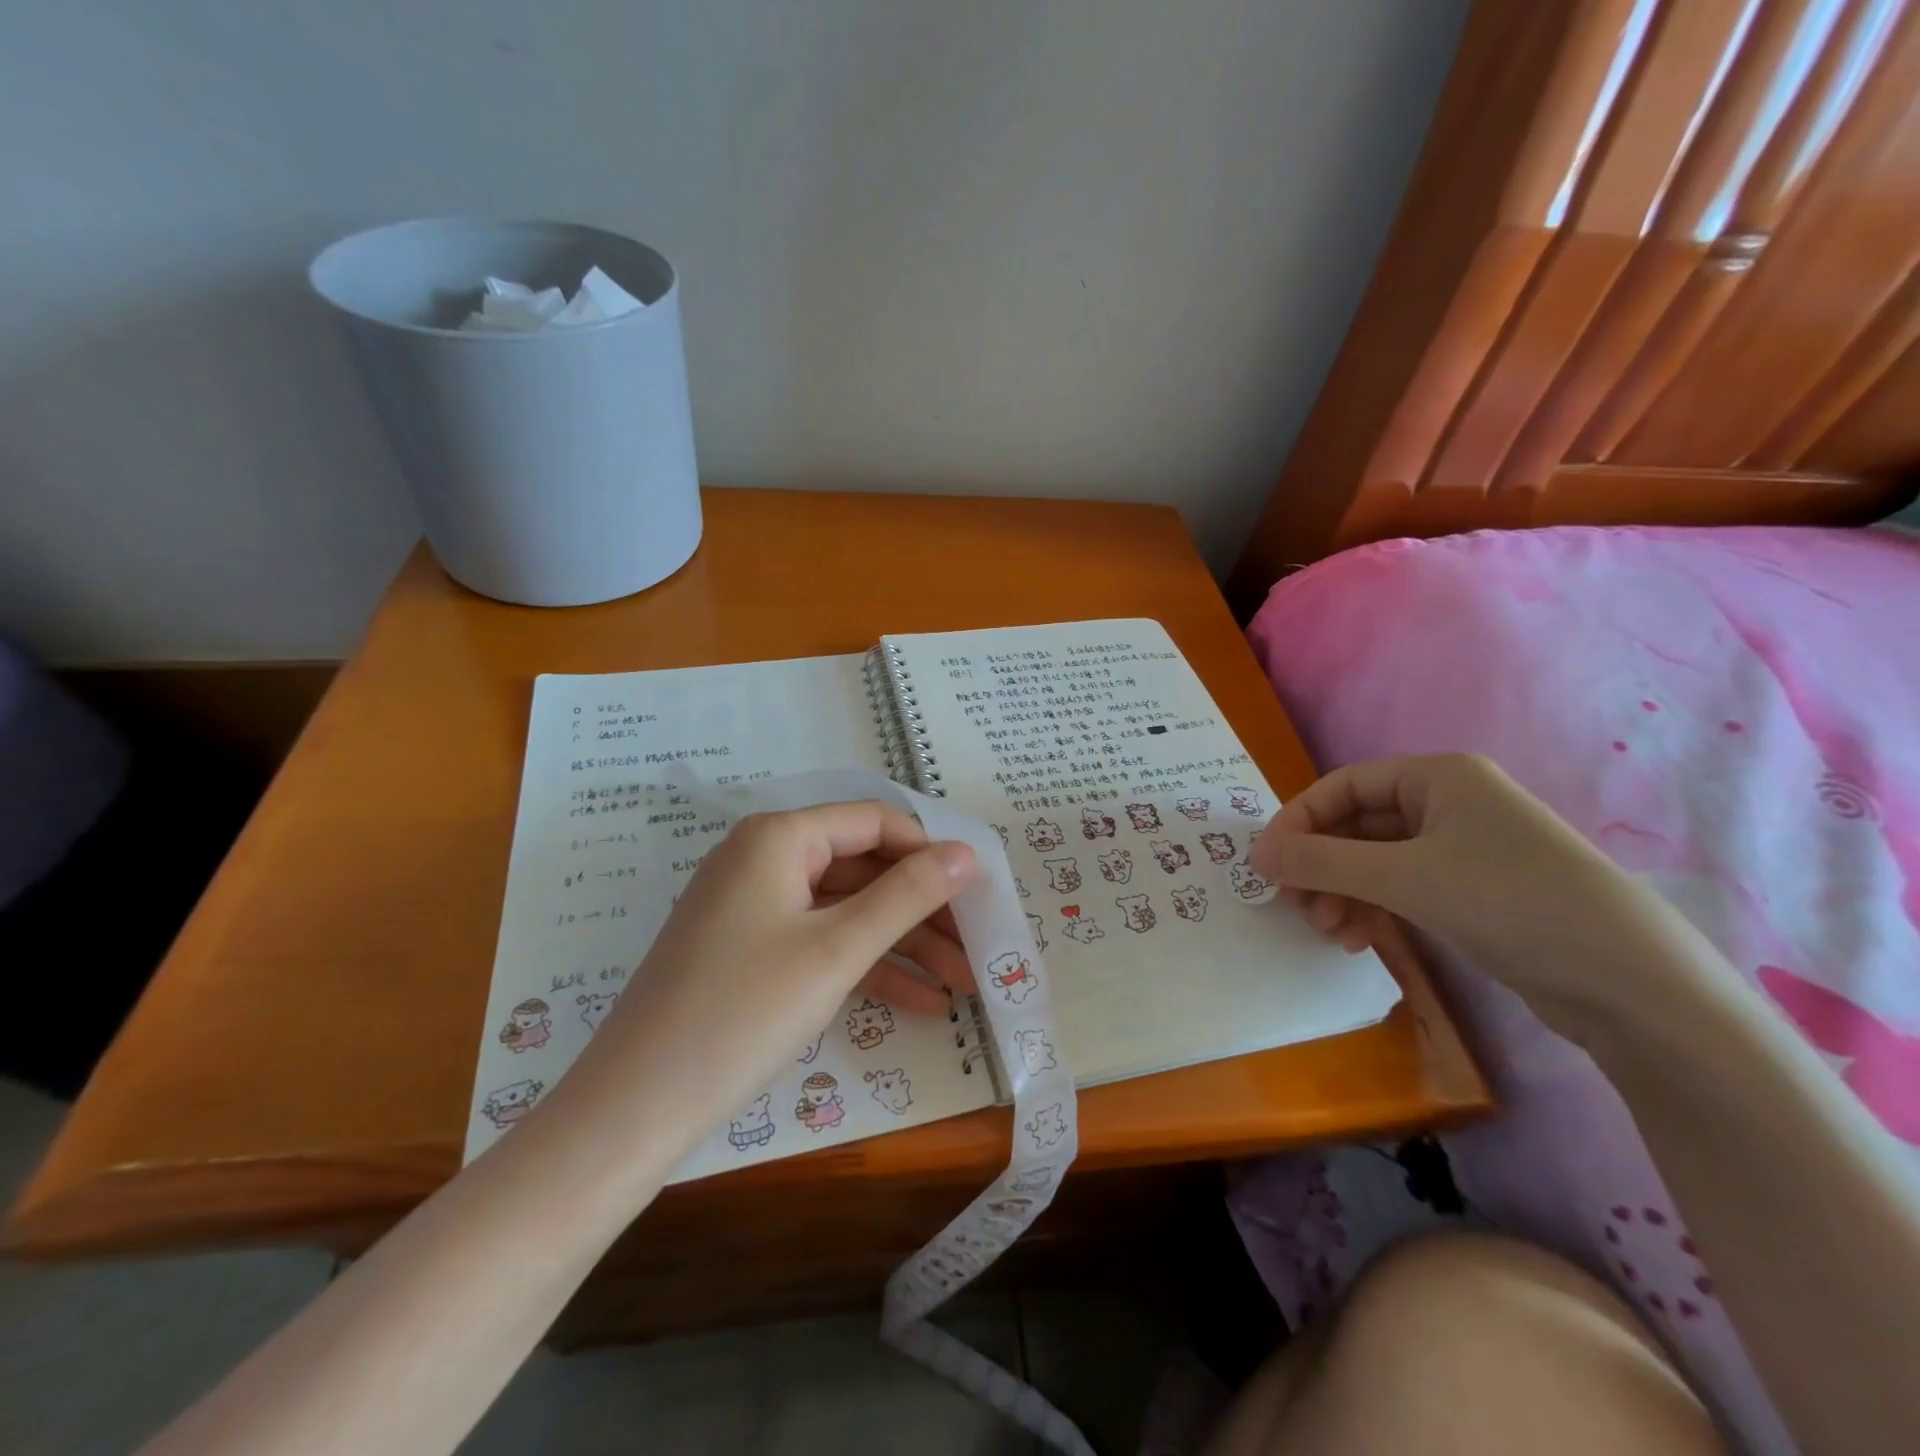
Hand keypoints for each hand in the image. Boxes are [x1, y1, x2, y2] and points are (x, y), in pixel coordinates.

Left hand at [551, 802, 975, 1159]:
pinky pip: (820, 944)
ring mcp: (755, 907)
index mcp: (780, 837)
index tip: (979, 893)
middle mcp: (765, 858)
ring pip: (847, 911)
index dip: (930, 853)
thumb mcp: (837, 950)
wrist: (635, 1109)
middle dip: (924, 909)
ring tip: (964, 984)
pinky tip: (921, 1005)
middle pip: (864, 868)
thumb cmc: (743, 1012)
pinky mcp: (750, 951)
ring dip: (905, 945)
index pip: (876, 822)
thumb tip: (967, 853)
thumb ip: (907, 895)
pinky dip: (867, 967)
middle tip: (978, 947)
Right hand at [1250, 754, 1663, 1037]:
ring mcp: (1465, 850)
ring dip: (1343, 893)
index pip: (1343, 786)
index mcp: (1438, 778)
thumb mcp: (1402, 877)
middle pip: (1358, 826)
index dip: (1299, 821)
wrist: (1630, 984)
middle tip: (1295, 906)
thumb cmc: (1507, 901)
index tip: (1267, 863)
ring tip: (1329, 932)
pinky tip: (1360, 940)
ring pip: (1377, 862)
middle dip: (1321, 866)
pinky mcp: (1476, 893)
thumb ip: (1320, 862)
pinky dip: (1374, 909)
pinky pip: (1404, 889)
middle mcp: (1450, 804)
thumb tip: (1255, 855)